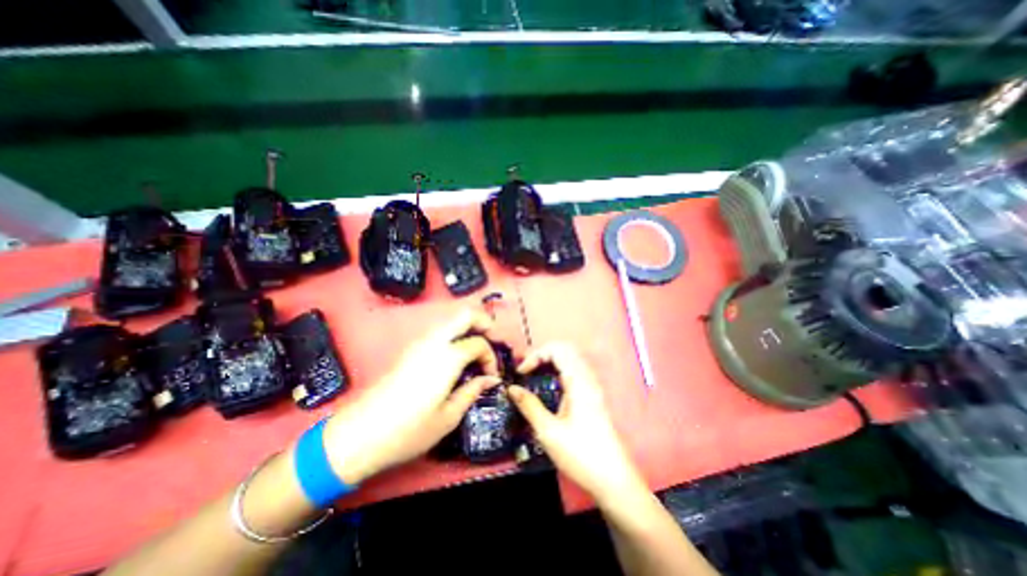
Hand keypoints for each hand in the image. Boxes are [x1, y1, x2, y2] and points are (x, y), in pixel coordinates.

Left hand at [321, 310, 498, 484]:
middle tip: (493, 342)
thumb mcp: (449, 416)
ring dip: (469, 329)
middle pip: (465, 315)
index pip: (479, 343)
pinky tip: (456, 357)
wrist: (360, 435)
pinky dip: (455, 336)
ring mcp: (419, 343)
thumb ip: (473, 390)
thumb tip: (490, 379)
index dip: (491, 357)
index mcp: (448, 357)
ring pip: (451, 321)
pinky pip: (440, 332)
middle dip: (484, 323)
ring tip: (476, 351)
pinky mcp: (410, 350)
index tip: (491, 376)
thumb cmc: (409, 430)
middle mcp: (434, 342)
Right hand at [508, 343, 638, 500]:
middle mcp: (587, 377)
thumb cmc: (581, 454)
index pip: (557, 349)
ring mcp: (592, 386)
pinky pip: (573, 371)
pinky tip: (548, 386)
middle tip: (526, 370)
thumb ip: (529, 406)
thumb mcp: (549, 431)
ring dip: (550, 361)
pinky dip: (558, 370)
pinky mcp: (592, 395)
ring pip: (570, 359)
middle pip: (564, 349)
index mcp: (579, 381)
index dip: (536, 355)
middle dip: (542, 354)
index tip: (521, 372)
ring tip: (533, 375)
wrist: (613, 479)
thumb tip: (511, 388)